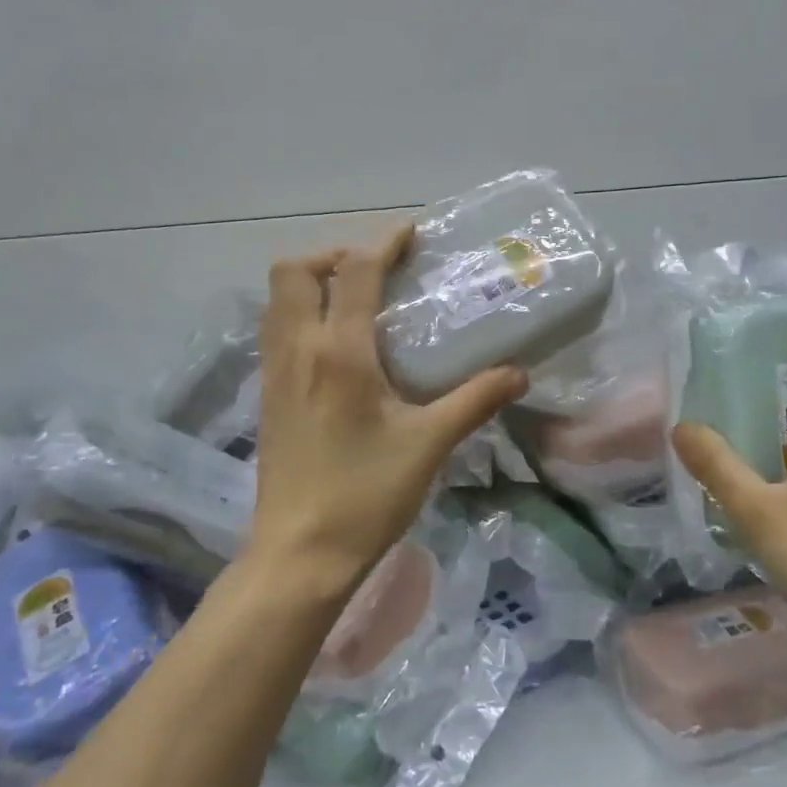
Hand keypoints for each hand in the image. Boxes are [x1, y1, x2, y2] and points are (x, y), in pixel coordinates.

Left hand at [247, 224, 527, 598]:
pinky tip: (337, 347)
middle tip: (375, 272)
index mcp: (338, 352)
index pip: (354, 271)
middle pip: (293, 271)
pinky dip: (301, 314)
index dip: (382, 242)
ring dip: (312, 283)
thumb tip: (518, 373)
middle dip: (333, 255)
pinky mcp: (268, 397)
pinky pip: (276, 331)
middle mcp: (297, 350)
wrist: (300, 553)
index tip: (410, 233)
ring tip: (356, 300)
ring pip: (277, 300)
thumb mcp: (429, 444)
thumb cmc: (365, 495)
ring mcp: (274, 373)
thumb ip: (475, 400)